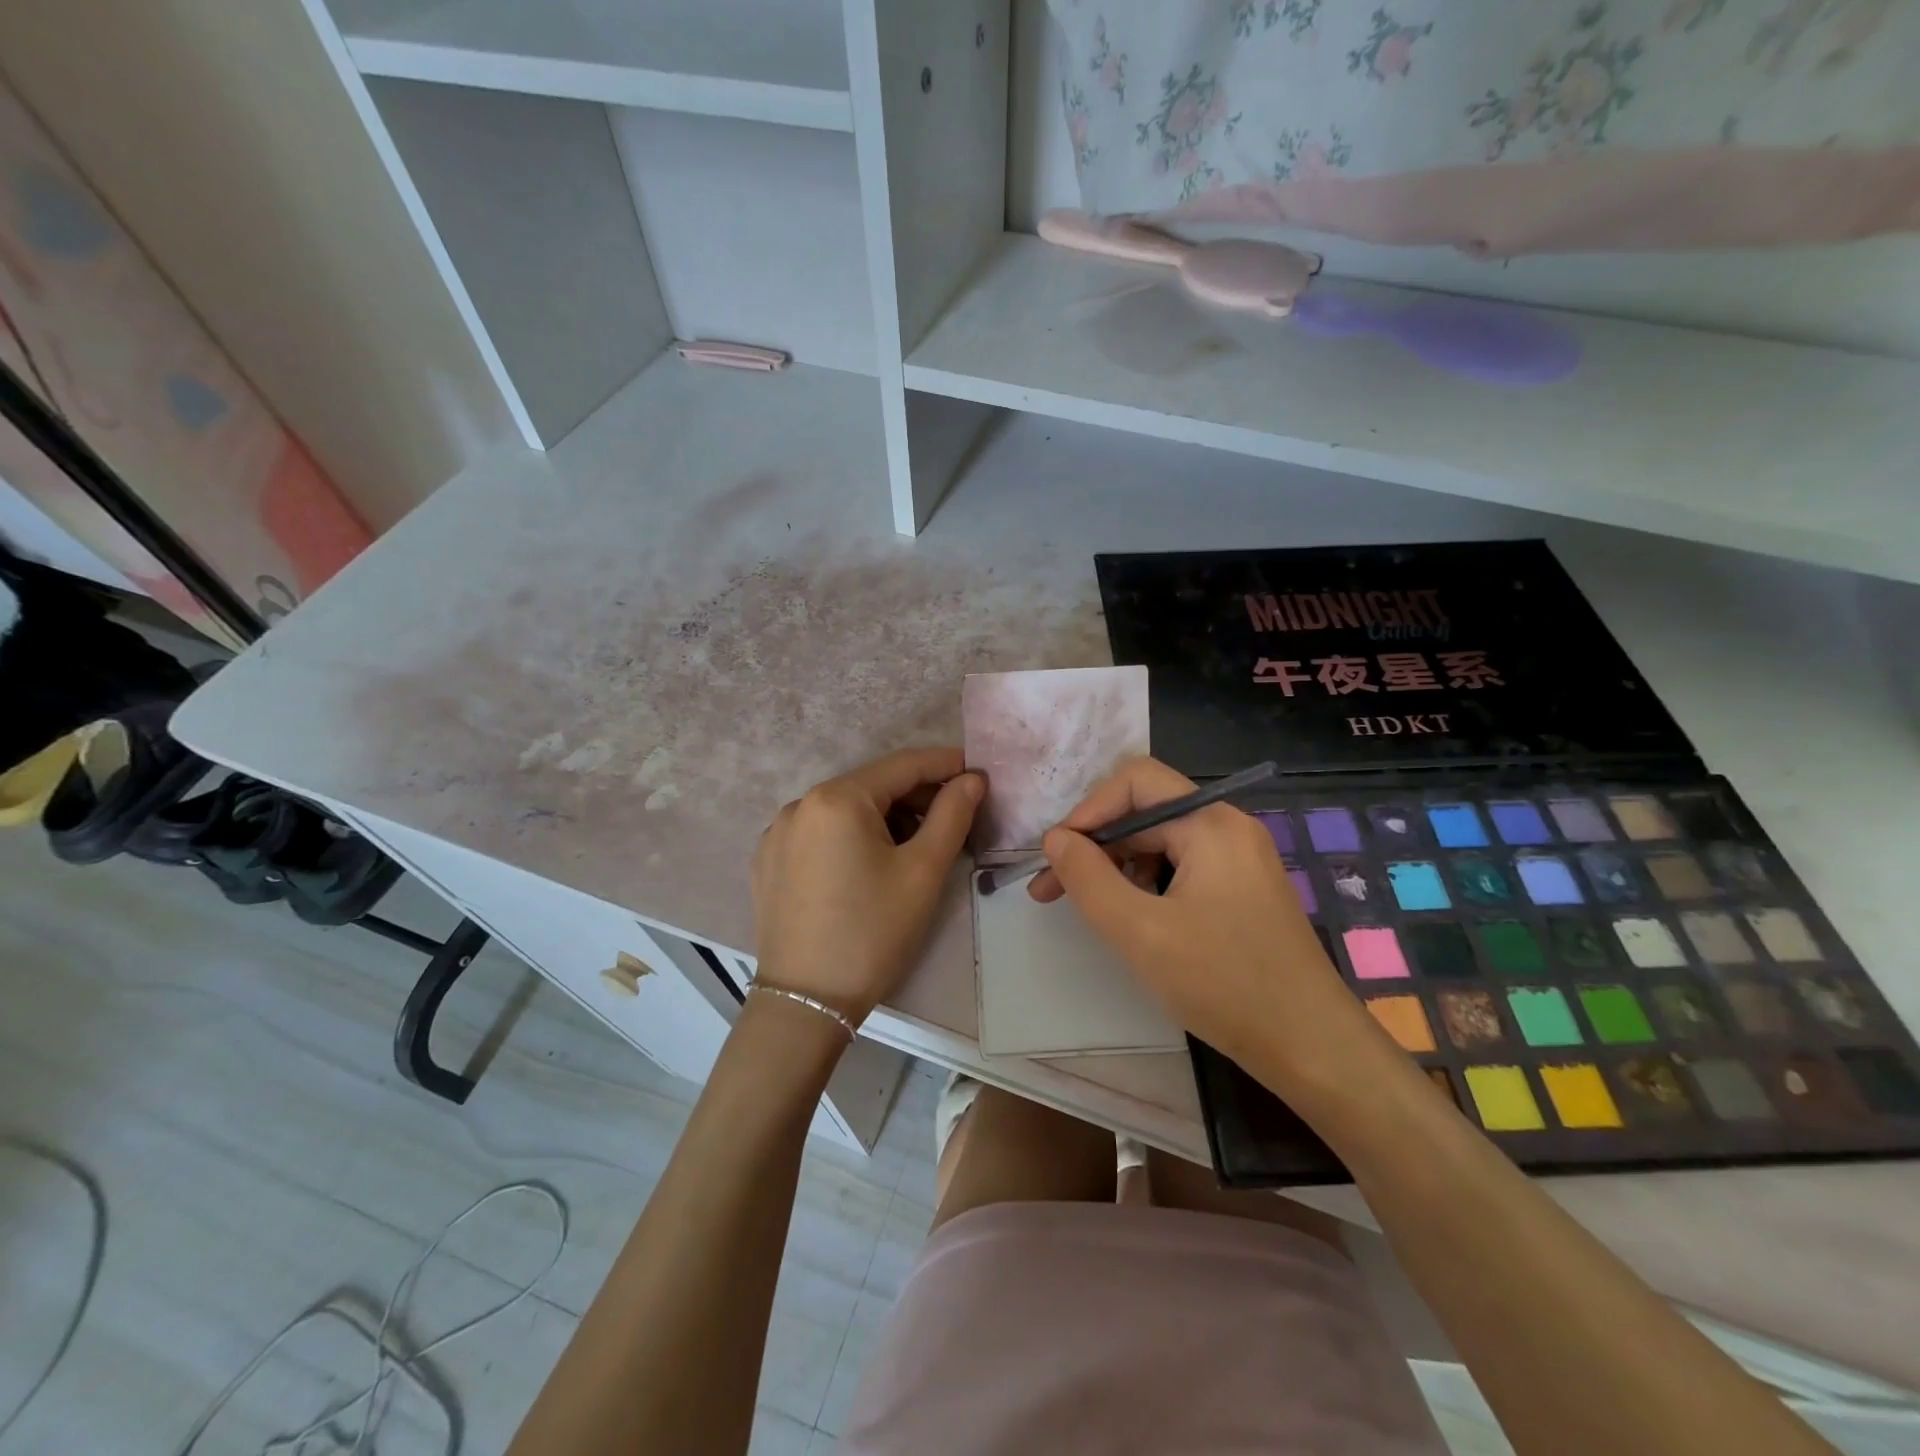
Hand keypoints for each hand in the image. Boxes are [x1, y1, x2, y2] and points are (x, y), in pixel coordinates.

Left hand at [753, 747, 982, 1023]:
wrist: (806, 1002)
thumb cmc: (873, 933)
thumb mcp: (923, 872)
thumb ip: (952, 815)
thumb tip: (971, 780)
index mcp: (837, 798)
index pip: (903, 765)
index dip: (946, 764)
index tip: (979, 772)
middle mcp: (801, 804)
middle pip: (872, 786)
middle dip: (918, 795)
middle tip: (957, 814)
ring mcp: (779, 832)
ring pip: (846, 809)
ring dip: (887, 817)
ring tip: (919, 844)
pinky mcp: (769, 860)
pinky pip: (821, 832)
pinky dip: (853, 835)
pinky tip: (871, 864)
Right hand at [1030, 756, 1380, 1084]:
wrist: (1312, 1048)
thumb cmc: (1224, 984)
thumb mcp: (1139, 931)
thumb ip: (1088, 878)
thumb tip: (1055, 838)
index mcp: (1211, 823)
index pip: (1135, 782)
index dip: (1088, 811)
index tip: (1056, 856)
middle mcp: (1228, 827)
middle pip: (1146, 812)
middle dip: (1095, 845)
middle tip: (1052, 890)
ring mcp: (1240, 859)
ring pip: (1160, 842)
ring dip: (1117, 867)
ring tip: (1088, 908)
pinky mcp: (1242, 889)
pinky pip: (1181, 867)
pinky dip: (1146, 884)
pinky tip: (1131, 918)